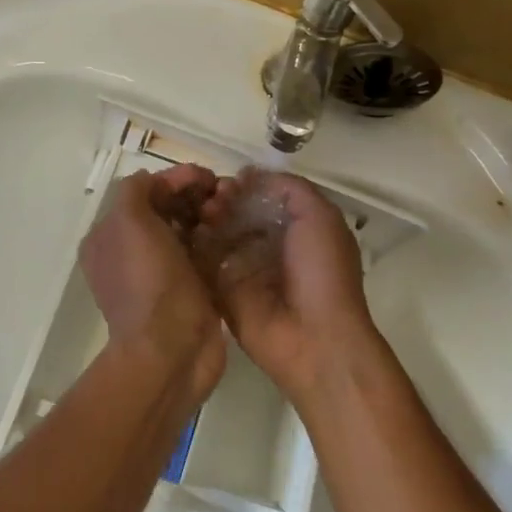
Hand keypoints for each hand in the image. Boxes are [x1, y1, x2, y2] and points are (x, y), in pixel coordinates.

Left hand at [79, 165, 226, 397]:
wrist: (171, 350)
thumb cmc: (149, 281)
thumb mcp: (129, 222)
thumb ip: (136, 190)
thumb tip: (156, 181)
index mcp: (109, 237)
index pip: (144, 192)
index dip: (174, 179)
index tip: (206, 176)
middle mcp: (131, 253)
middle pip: (167, 208)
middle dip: (194, 195)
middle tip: (224, 192)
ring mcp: (161, 273)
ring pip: (188, 229)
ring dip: (209, 214)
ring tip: (232, 210)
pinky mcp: (190, 289)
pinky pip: (204, 253)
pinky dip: (218, 239)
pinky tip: (235, 232)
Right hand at [192, 168, 385, 402]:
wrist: (315, 337)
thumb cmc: (322, 271)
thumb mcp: (319, 216)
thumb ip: (289, 187)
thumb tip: (249, 174)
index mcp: (296, 228)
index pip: (262, 198)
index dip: (245, 186)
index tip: (229, 182)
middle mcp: (268, 247)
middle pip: (236, 214)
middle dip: (222, 201)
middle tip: (211, 199)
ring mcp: (244, 271)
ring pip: (217, 236)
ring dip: (206, 220)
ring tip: (201, 215)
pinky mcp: (223, 293)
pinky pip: (203, 264)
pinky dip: (193, 247)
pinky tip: (188, 234)